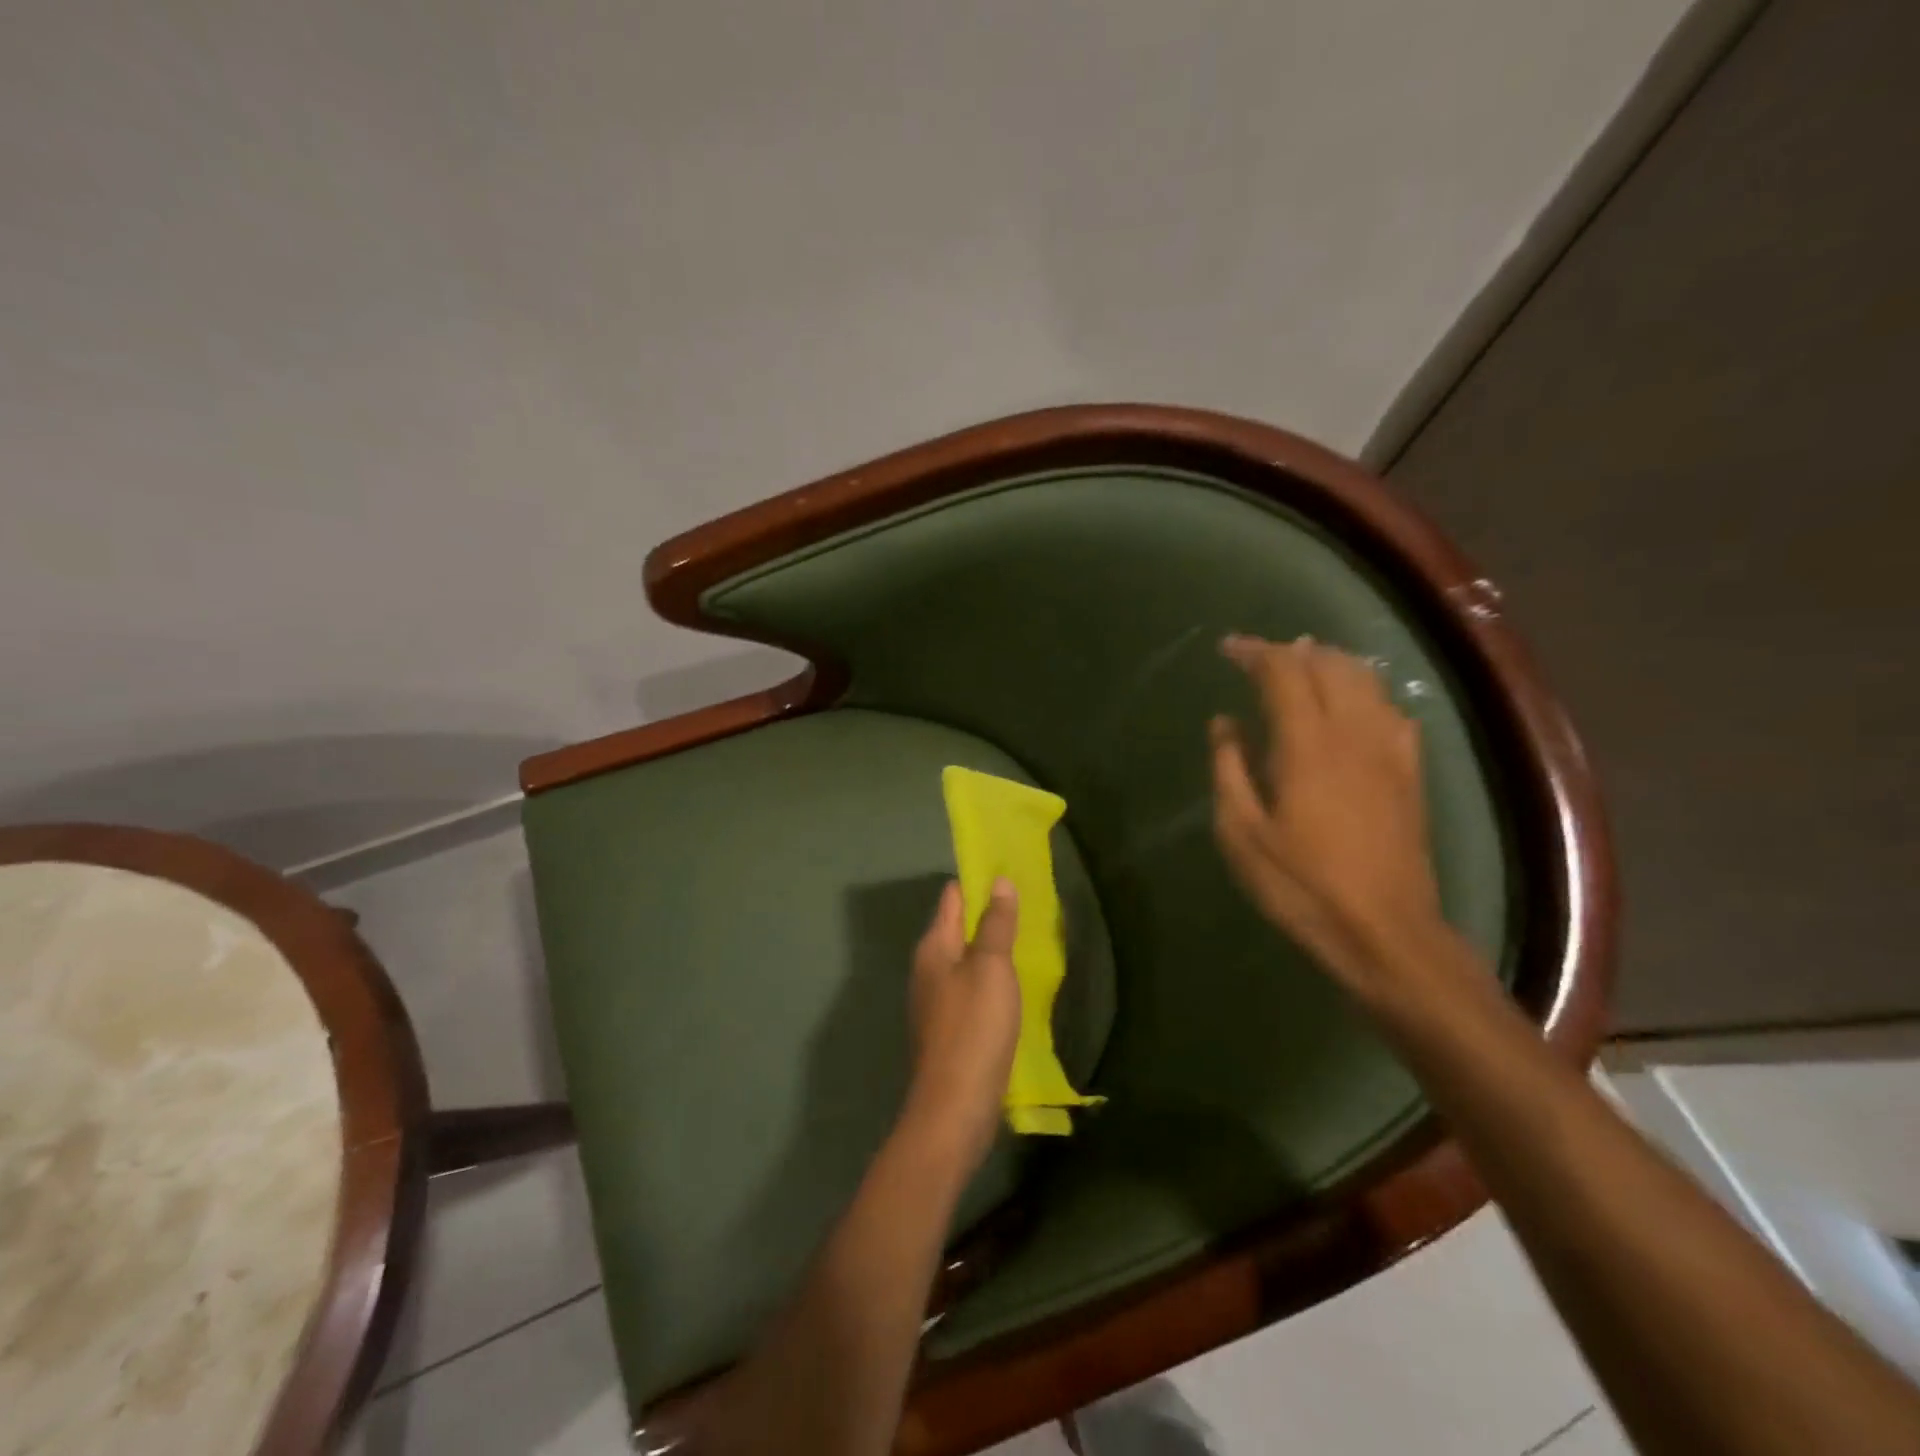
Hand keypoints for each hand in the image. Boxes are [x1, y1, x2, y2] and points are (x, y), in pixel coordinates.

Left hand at [902, 878, 1020, 1174]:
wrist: (953, 1108)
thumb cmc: (973, 1029)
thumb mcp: (991, 969)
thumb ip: (995, 924)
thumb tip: (998, 881)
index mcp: (933, 948)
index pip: (952, 898)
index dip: (977, 881)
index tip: (1008, 870)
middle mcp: (927, 969)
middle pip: (956, 928)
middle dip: (986, 915)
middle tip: (1027, 904)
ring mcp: (935, 1002)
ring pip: (964, 961)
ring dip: (989, 949)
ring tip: (1025, 940)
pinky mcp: (947, 1030)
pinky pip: (969, 990)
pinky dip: (989, 980)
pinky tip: (1011, 987)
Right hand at [1210, 634, 1446, 1001]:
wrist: (1385, 932)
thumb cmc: (1301, 885)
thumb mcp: (1241, 833)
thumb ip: (1230, 769)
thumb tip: (1225, 723)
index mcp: (1307, 745)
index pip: (1283, 673)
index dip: (1255, 652)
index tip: (1228, 647)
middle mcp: (1353, 734)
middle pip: (1329, 666)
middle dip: (1292, 651)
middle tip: (1260, 656)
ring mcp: (1389, 752)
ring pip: (1366, 681)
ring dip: (1331, 663)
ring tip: (1304, 665)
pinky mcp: (1410, 774)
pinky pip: (1392, 712)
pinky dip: (1367, 692)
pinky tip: (1355, 706)